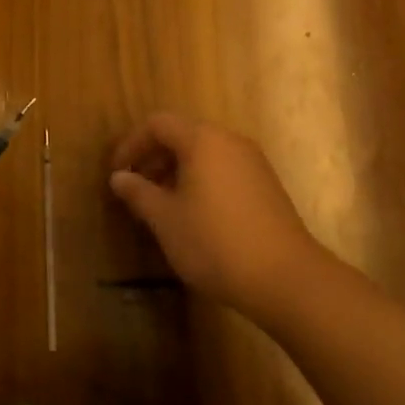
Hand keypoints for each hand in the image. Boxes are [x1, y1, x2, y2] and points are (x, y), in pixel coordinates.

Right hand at [108, 112, 322, 311]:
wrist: (288, 280)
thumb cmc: (215, 242)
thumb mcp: (165, 219)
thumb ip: (138, 192)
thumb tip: (119, 177)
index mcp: (202, 140)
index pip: (158, 124)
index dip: (131, 145)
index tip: (117, 173)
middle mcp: (229, 141)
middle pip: (182, 135)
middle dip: (153, 157)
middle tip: (135, 188)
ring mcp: (253, 163)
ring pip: (204, 154)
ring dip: (176, 171)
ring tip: (161, 204)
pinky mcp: (267, 187)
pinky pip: (224, 170)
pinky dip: (201, 181)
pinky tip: (194, 215)